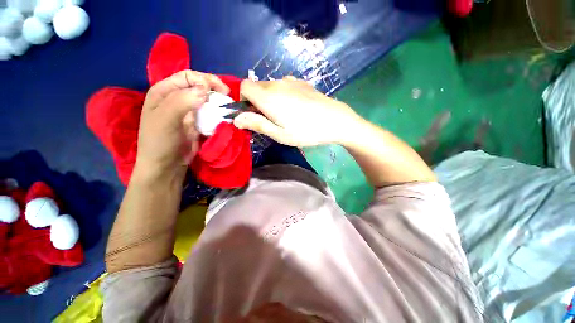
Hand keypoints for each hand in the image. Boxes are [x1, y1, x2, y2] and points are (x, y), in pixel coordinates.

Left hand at [134, 70, 229, 181]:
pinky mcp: (198, 122)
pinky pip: (210, 113)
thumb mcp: (165, 119)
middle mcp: (177, 98)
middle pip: (199, 86)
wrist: (166, 165)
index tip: (219, 91)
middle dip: (214, 89)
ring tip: (228, 108)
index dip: (204, 80)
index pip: (187, 76)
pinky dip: (218, 114)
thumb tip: (205, 89)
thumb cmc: (160, 142)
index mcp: (164, 91)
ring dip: (218, 102)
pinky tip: (224, 117)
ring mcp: (189, 111)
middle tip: (227, 96)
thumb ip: (182, 101)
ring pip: (207, 100)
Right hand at [233, 77, 361, 146]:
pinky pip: (283, 86)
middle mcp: (277, 83)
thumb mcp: (280, 134)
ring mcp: (291, 80)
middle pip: (256, 87)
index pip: (243, 87)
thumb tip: (236, 119)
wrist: (335, 120)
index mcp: (268, 96)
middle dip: (256, 102)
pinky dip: (281, 95)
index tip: (252, 114)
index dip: (243, 100)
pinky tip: (295, 108)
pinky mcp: (301, 82)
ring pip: (270, 86)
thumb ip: (257, 124)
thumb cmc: (306, 131)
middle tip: (269, 119)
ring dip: (269, 99)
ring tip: (284, 115)